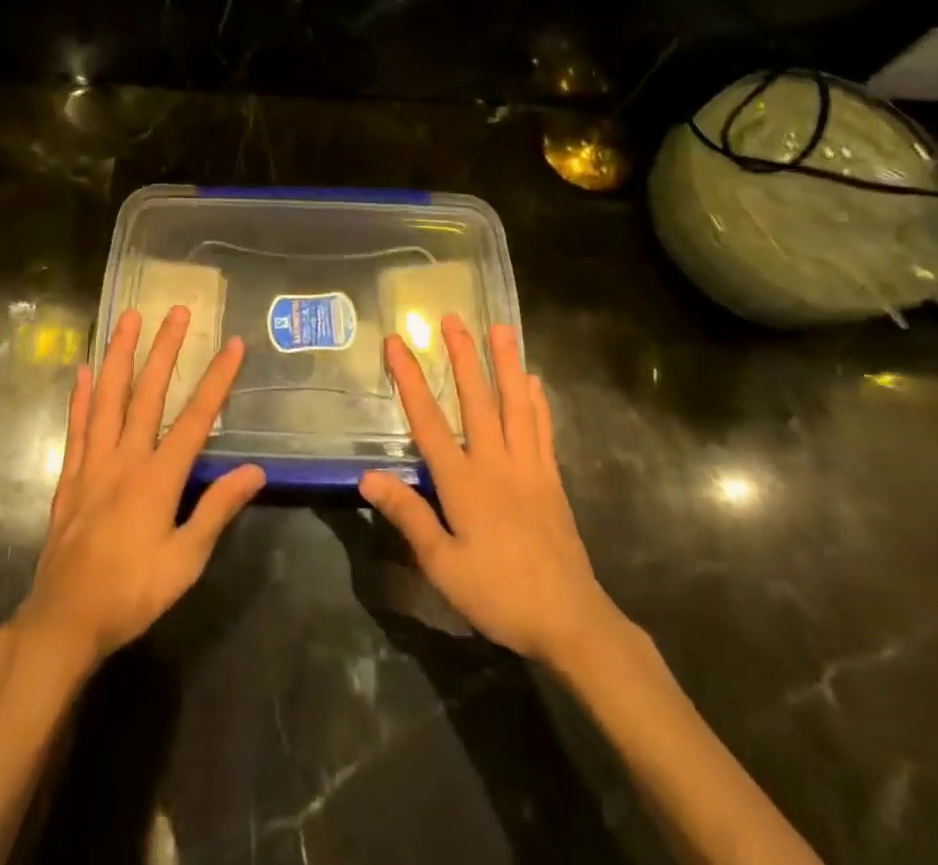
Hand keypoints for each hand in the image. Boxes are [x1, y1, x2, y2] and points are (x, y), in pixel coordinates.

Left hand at [16, 307, 264, 675]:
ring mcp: (93, 463)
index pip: (196, 418)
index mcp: (158, 478)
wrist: (63, 621)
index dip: (217, 379)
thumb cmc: (131, 593)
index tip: (233, 345)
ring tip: (128, 318)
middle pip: (148, 393)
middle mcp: (125, 459)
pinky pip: (78, 426)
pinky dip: (82, 395)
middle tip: (177, 311)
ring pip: (109, 398)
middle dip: (165, 349)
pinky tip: (85, 369)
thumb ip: (217, 510)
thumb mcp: (185, 562)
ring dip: (120, 355)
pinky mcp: (71, 476)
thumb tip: (255, 470)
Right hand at [360, 316, 623, 671]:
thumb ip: (408, 516)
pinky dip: (537, 402)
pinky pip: (542, 430)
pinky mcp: (551, 480)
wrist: (570, 621)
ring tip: (501, 329)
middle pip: (477, 400)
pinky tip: (534, 382)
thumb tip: (367, 476)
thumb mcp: (442, 566)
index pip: (429, 421)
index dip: (410, 380)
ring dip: (505, 365)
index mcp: (464, 482)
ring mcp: (528, 467)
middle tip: (454, 318)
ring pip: (515, 405)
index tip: (396, 343)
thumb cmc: (499, 594)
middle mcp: (496, 463)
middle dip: (463, 356)